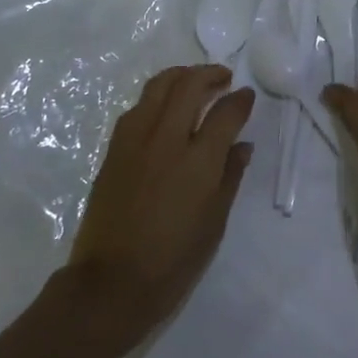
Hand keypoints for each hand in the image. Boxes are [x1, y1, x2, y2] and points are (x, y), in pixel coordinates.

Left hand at [65, 65, 254, 345]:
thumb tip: (242, 145)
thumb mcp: (214, 223)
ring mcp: (135, 141)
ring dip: (180, 77)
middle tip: (223, 78)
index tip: (247, 96)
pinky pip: (138, 107)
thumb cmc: (173, 261)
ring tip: (194, 82)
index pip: (225, 112)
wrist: (110, 283)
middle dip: (210, 74)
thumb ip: (230, 176)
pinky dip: (156, 98)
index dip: (240, 99)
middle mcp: (166, 140)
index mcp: (198, 161)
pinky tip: (164, 109)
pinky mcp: (113, 149)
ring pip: (158, 87)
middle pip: (189, 85)